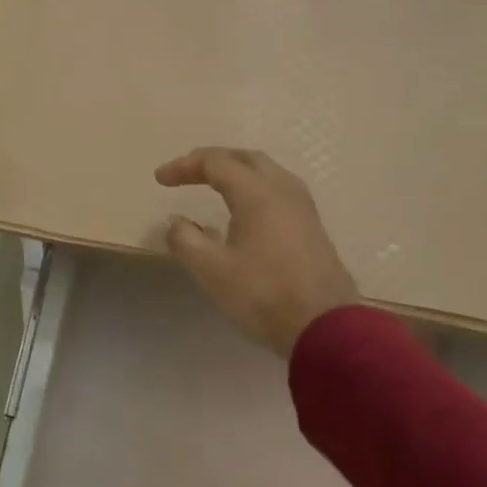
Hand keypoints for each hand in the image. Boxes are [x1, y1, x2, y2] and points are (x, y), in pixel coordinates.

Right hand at [155, 146, 359, 356]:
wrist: (326, 328)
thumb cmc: (263, 294)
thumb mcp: (211, 270)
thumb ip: (185, 240)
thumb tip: (176, 222)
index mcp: (256, 193)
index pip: (215, 162)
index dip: (184, 166)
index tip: (160, 179)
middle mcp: (283, 190)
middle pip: (245, 158)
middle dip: (213, 160)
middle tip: (187, 173)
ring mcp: (303, 208)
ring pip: (267, 172)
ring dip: (237, 172)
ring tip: (215, 185)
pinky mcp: (312, 228)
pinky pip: (279, 191)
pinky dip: (254, 188)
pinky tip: (245, 210)